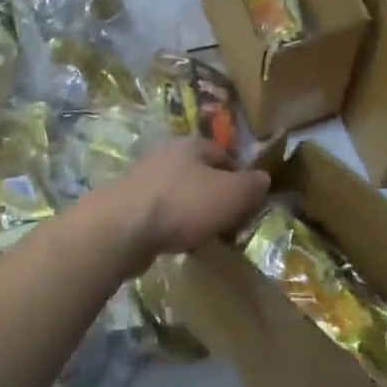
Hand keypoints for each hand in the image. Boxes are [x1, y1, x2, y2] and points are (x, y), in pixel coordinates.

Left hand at [110, 139, 269, 264]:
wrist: (122, 228)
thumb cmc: (183, 204)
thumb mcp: (230, 194)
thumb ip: (251, 186)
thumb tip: (264, 178)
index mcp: (191, 145)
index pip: (223, 153)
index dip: (240, 174)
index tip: (250, 198)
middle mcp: (165, 155)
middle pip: (199, 172)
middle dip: (215, 193)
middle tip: (230, 218)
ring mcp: (143, 179)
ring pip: (179, 192)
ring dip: (192, 210)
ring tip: (206, 233)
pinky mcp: (128, 204)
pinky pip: (160, 212)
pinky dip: (172, 224)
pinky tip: (178, 242)